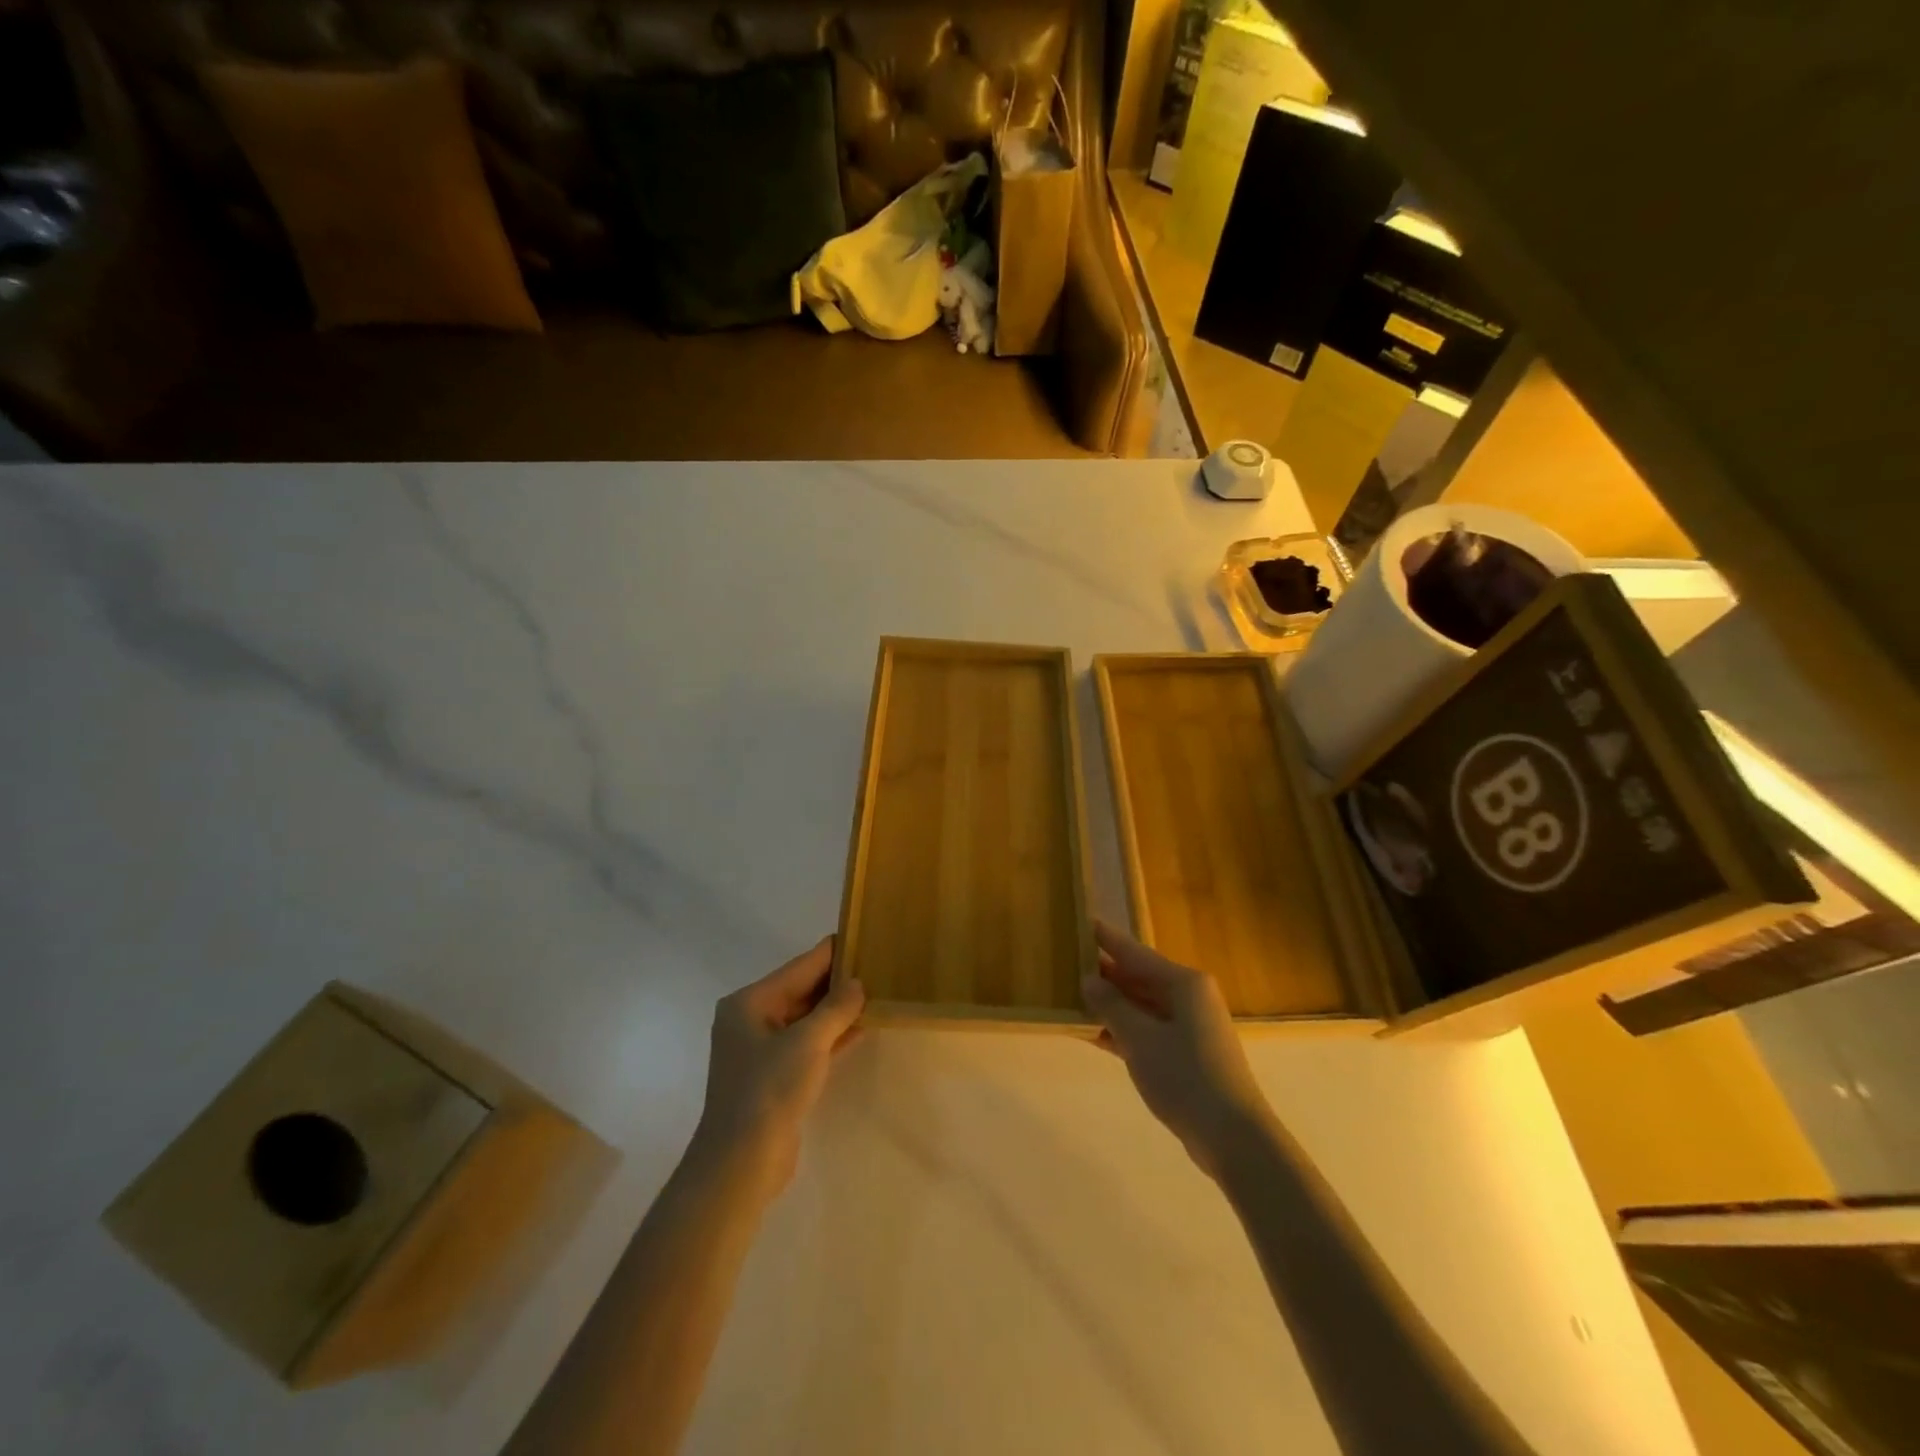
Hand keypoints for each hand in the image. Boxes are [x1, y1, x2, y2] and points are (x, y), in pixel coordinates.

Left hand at [692, 937, 864, 1195]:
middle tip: (877, 965)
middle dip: (837, 981)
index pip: (799, 967)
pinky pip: (809, 1044)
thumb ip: (836, 1008)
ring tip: (876, 991)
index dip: (831, 953)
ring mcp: (762, 1050)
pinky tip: (862, 1025)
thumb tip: (858, 983)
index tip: (863, 935)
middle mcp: (751, 1020)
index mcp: (749, 1002)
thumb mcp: (807, 1042)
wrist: (741, 1163)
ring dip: (838, 1009)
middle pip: (801, 990)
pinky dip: (833, 1035)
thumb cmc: (769, 1090)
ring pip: (807, 1019)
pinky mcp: (776, 1077)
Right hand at [1081, 921, 1274, 1178]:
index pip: (1134, 952)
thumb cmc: (1185, 1077)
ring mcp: (1189, 1027)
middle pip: (1138, 977)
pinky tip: (1092, 1033)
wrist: (1233, 1138)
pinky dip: (1122, 1030)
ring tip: (1070, 997)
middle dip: (1104, 974)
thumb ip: (1111, 1005)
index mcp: (1184, 983)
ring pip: (1141, 1005)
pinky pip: (1147, 1030)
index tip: (1080, 922)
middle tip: (1066, 964)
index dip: (1106, 939)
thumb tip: (1089, 980)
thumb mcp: (1140, 1039)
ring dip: (1110, 1004)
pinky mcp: (1186, 1054)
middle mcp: (1189, 997)